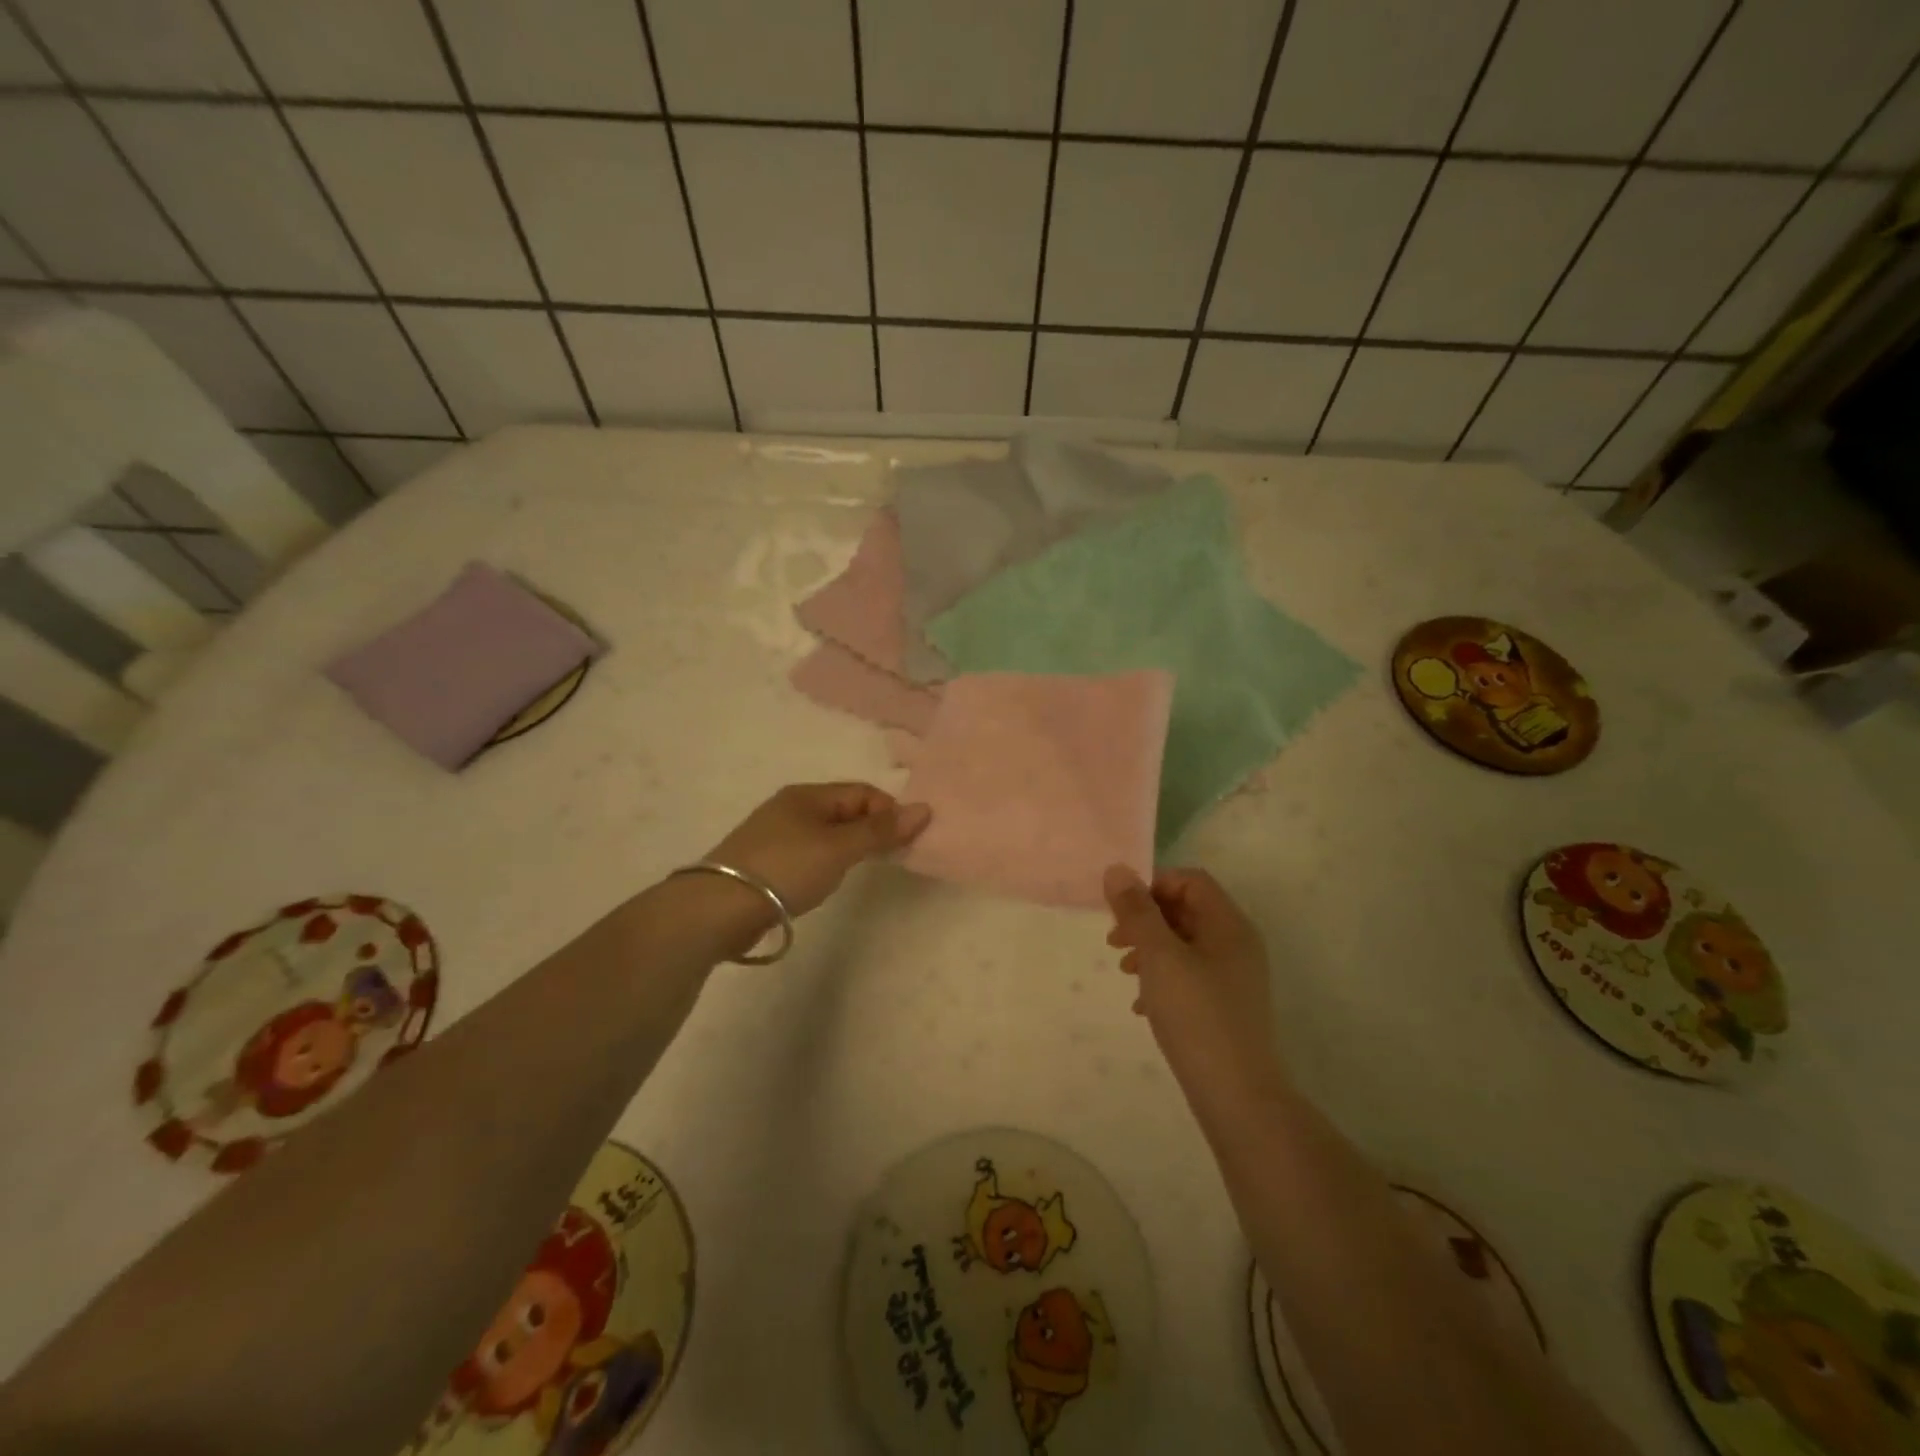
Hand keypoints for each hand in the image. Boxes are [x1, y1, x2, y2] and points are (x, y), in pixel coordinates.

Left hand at [707, 782, 930, 918]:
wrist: (718, 908)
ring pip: (827, 833)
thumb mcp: (839, 849)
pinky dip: (826, 862)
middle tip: (888, 859)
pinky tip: (823, 882)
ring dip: (849, 848)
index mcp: (807, 794)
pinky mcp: (765, 861)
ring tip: (855, 873)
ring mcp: (775, 834)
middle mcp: (791, 807)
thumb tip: (924, 808)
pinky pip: (809, 852)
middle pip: (845, 810)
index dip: (889, 812)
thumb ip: (880, 831)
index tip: (904, 842)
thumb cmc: (786, 869)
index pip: (862, 792)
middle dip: (871, 830)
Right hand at [1103, 864, 1281, 1096]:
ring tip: (1123, 972)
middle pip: (1186, 911)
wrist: (1236, 1095)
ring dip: (1150, 949)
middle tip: (1114, 941)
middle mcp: (1236, 944)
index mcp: (1228, 924)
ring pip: (1184, 945)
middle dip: (1146, 919)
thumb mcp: (1159, 956)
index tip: (1122, 910)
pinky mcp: (1226, 1006)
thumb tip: (1117, 869)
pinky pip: (1189, 976)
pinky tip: (1141, 1005)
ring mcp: (1233, 977)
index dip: (1153, 886)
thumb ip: (1137, 911)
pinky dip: (1162, 979)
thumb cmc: (1196, 1015)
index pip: (1190, 881)